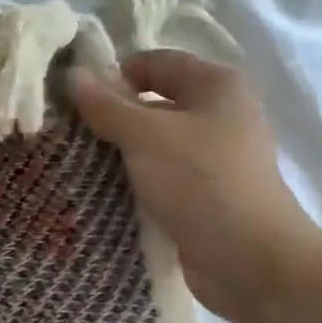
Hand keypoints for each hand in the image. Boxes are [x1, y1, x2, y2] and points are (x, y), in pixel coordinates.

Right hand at [66, 51, 321, 322]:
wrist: (250, 260)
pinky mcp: (210, 195)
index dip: (115, 75)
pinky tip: (107, 194)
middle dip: (115, 117)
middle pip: (156, 103)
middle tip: (72, 134)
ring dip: (124, 153)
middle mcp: (222, 114)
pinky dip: (141, 182)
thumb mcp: (146, 137)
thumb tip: (73, 75)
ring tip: (81, 164)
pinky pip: (166, 177)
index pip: (155, 62)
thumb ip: (107, 105)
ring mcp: (218, 158)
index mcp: (217, 84)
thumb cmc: (201, 183)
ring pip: (159, 144)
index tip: (76, 100)